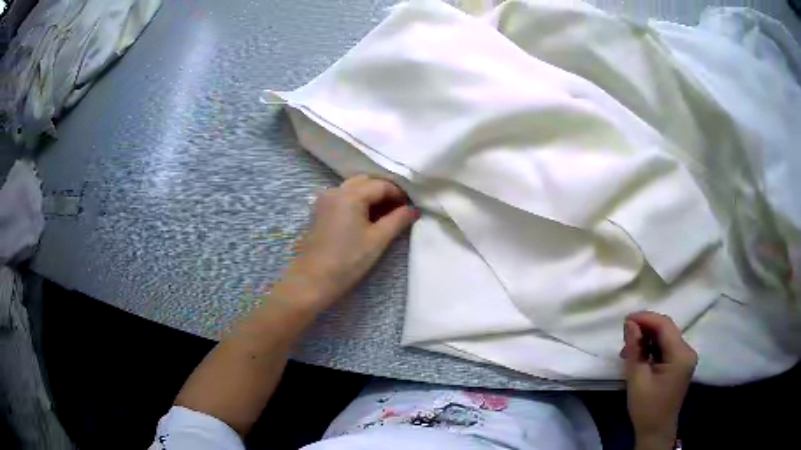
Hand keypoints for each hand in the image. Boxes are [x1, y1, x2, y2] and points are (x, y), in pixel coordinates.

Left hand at [277, 175, 418, 312]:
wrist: (312, 280)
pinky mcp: (320, 211)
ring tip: (385, 215)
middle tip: (399, 210)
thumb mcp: (377, 240)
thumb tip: (413, 210)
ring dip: (370, 196)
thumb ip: (398, 220)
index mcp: (350, 195)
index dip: (400, 194)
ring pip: (353, 188)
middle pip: (366, 182)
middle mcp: (335, 191)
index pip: (381, 185)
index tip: (411, 207)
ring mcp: (325, 200)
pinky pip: (342, 197)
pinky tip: (366, 219)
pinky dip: (357, 202)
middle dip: (384, 192)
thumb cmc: (347, 261)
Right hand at [620, 312, 697, 448]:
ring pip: (666, 337)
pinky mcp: (680, 364)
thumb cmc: (646, 408)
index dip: (645, 318)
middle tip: (625, 335)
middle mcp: (687, 351)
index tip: (625, 320)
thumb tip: (629, 324)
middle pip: (666, 329)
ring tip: (628, 349)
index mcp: (681, 355)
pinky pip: (666, 347)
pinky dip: (652, 348)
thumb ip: (635, 349)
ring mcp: (685, 357)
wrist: (656, 431)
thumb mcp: (637, 379)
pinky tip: (639, 356)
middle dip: (645, 328)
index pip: (664, 326)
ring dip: (647, 339)